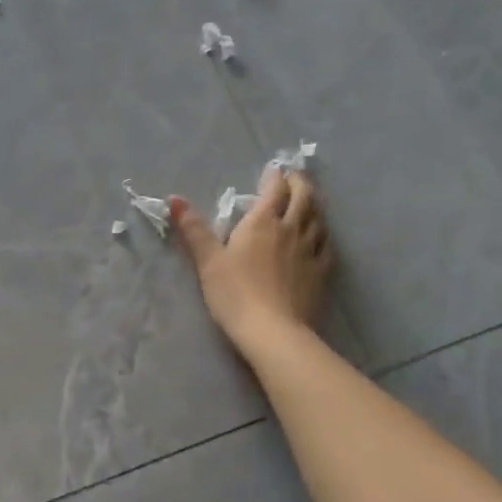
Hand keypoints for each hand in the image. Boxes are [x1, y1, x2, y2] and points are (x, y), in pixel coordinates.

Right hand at [171, 166, 330, 349]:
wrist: (273, 331)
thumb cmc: (235, 293)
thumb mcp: (208, 260)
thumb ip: (194, 229)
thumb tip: (174, 198)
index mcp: (262, 222)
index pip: (274, 189)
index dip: (275, 177)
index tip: (273, 170)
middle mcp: (291, 229)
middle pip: (303, 197)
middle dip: (299, 183)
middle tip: (294, 178)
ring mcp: (310, 251)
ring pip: (318, 218)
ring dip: (314, 204)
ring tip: (309, 200)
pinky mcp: (321, 273)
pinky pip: (327, 245)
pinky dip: (324, 233)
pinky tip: (321, 236)